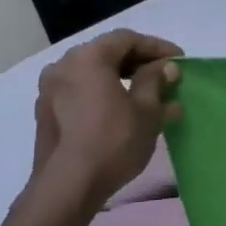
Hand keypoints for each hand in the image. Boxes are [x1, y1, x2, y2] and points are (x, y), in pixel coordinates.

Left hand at [29, 30, 182, 211]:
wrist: (68, 186)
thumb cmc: (113, 141)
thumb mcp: (147, 110)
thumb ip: (156, 81)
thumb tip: (165, 68)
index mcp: (88, 58)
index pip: (127, 39)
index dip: (157, 47)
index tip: (179, 61)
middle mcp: (63, 66)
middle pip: (107, 54)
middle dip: (139, 63)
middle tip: (165, 77)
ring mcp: (50, 90)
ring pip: (93, 74)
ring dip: (122, 80)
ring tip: (149, 97)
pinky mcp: (46, 113)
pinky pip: (81, 92)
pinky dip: (104, 94)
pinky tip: (124, 113)